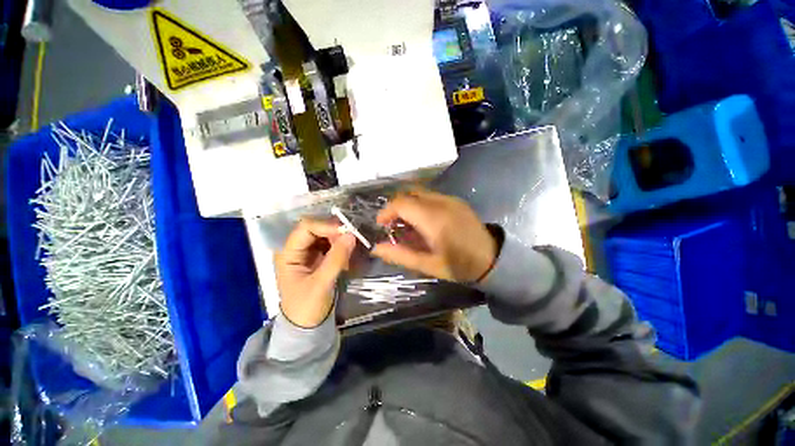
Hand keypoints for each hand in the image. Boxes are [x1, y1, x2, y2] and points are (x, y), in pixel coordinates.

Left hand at [275, 219, 356, 327]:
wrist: (306, 326)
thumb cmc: (307, 306)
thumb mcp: (321, 283)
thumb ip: (336, 259)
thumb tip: (351, 235)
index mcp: (288, 253)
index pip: (306, 228)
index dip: (326, 226)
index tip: (347, 232)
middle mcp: (296, 249)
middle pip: (316, 229)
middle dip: (334, 232)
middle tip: (352, 239)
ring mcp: (307, 253)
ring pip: (325, 235)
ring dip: (339, 239)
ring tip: (352, 246)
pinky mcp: (317, 258)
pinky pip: (330, 244)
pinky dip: (340, 246)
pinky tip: (348, 253)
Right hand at [372, 189, 497, 282]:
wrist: (492, 259)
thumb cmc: (459, 266)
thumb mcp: (427, 265)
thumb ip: (400, 255)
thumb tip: (376, 248)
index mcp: (434, 220)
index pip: (402, 203)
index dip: (386, 211)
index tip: (381, 224)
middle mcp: (442, 203)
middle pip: (409, 193)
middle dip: (395, 206)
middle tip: (392, 224)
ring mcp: (450, 199)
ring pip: (419, 192)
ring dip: (407, 204)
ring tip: (406, 223)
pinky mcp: (456, 200)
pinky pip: (430, 195)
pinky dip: (419, 204)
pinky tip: (422, 220)